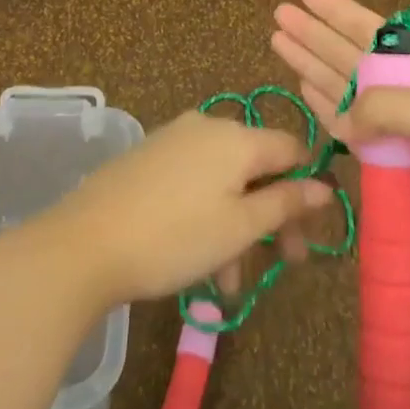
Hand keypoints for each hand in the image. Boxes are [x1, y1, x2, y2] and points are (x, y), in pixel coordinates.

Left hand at [35, 113, 333, 308]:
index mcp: (237, 137)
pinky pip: (194, 181)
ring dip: (239, 225)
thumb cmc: (175, 237)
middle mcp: (208, 127)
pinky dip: (208, 214)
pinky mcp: (148, 159)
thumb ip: (286, 203)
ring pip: (225, 180)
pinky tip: (200, 258)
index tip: (310, 230)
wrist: (84, 244)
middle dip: (273, 215)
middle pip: (258, 167)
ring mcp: (174, 140)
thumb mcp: (240, 226)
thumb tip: (325, 186)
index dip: (308, 186)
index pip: (292, 148)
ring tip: (230, 281)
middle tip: (283, 263)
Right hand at [271, 0, 409, 313]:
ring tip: (278, 42)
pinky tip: (302, 87)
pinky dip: (323, 108)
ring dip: (310, 65)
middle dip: (315, 34)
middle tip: (279, 13)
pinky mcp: (384, 166)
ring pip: (341, 88)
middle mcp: (407, 93)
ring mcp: (395, 130)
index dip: (338, 10)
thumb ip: (389, 106)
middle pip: (349, 55)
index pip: (374, 32)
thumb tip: (345, 119)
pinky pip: (344, 129)